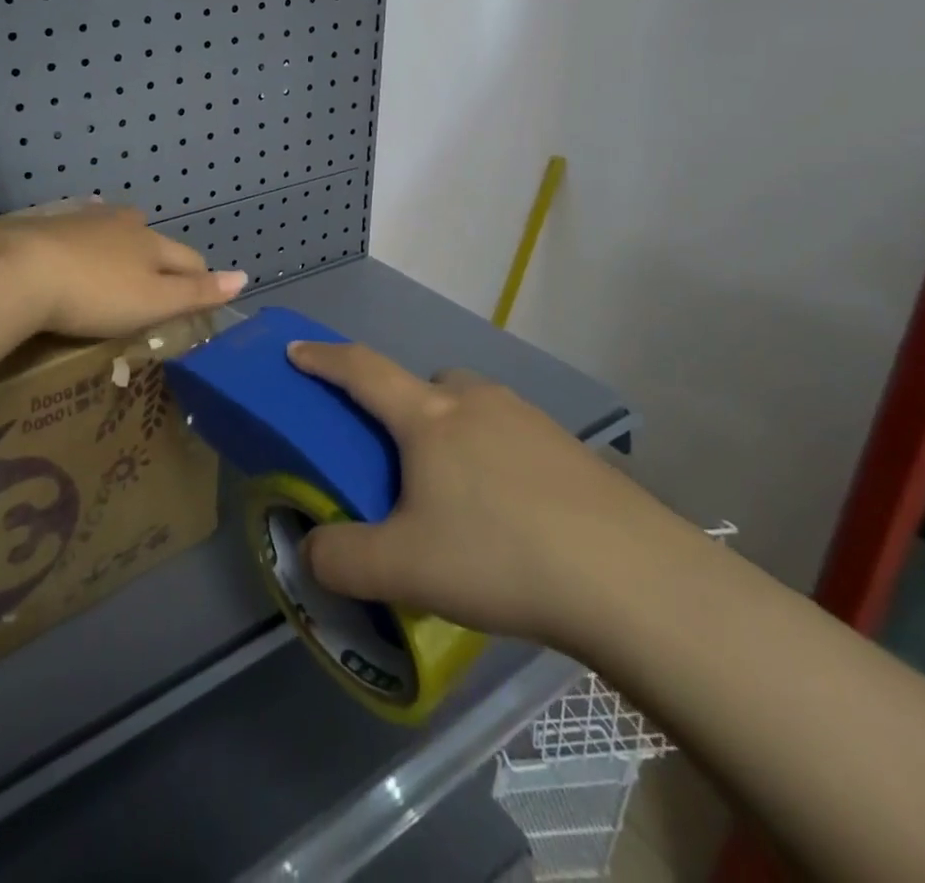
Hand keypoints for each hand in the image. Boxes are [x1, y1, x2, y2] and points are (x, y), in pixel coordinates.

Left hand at [11, 204, 247, 337]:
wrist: (19, 270)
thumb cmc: (96, 294)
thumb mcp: (154, 302)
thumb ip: (198, 292)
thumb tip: (244, 277)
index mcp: (152, 244)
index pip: (189, 258)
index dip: (199, 277)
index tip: (200, 296)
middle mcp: (123, 223)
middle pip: (152, 235)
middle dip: (160, 253)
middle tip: (156, 277)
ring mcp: (83, 220)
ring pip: (114, 225)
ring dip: (122, 238)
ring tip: (120, 254)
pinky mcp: (47, 224)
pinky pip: (75, 224)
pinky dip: (83, 233)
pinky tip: (75, 235)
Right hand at [286, 342, 703, 659]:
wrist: (627, 575)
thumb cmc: (499, 554)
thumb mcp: (403, 569)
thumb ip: (341, 559)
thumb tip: (313, 551)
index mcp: (428, 417)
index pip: (361, 370)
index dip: (323, 358)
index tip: (296, 350)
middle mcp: (475, 401)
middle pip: (425, 385)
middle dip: (404, 409)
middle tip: (401, 462)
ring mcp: (528, 418)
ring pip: (471, 408)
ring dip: (453, 434)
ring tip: (459, 498)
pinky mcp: (568, 447)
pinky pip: (511, 436)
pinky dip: (495, 458)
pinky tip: (511, 515)